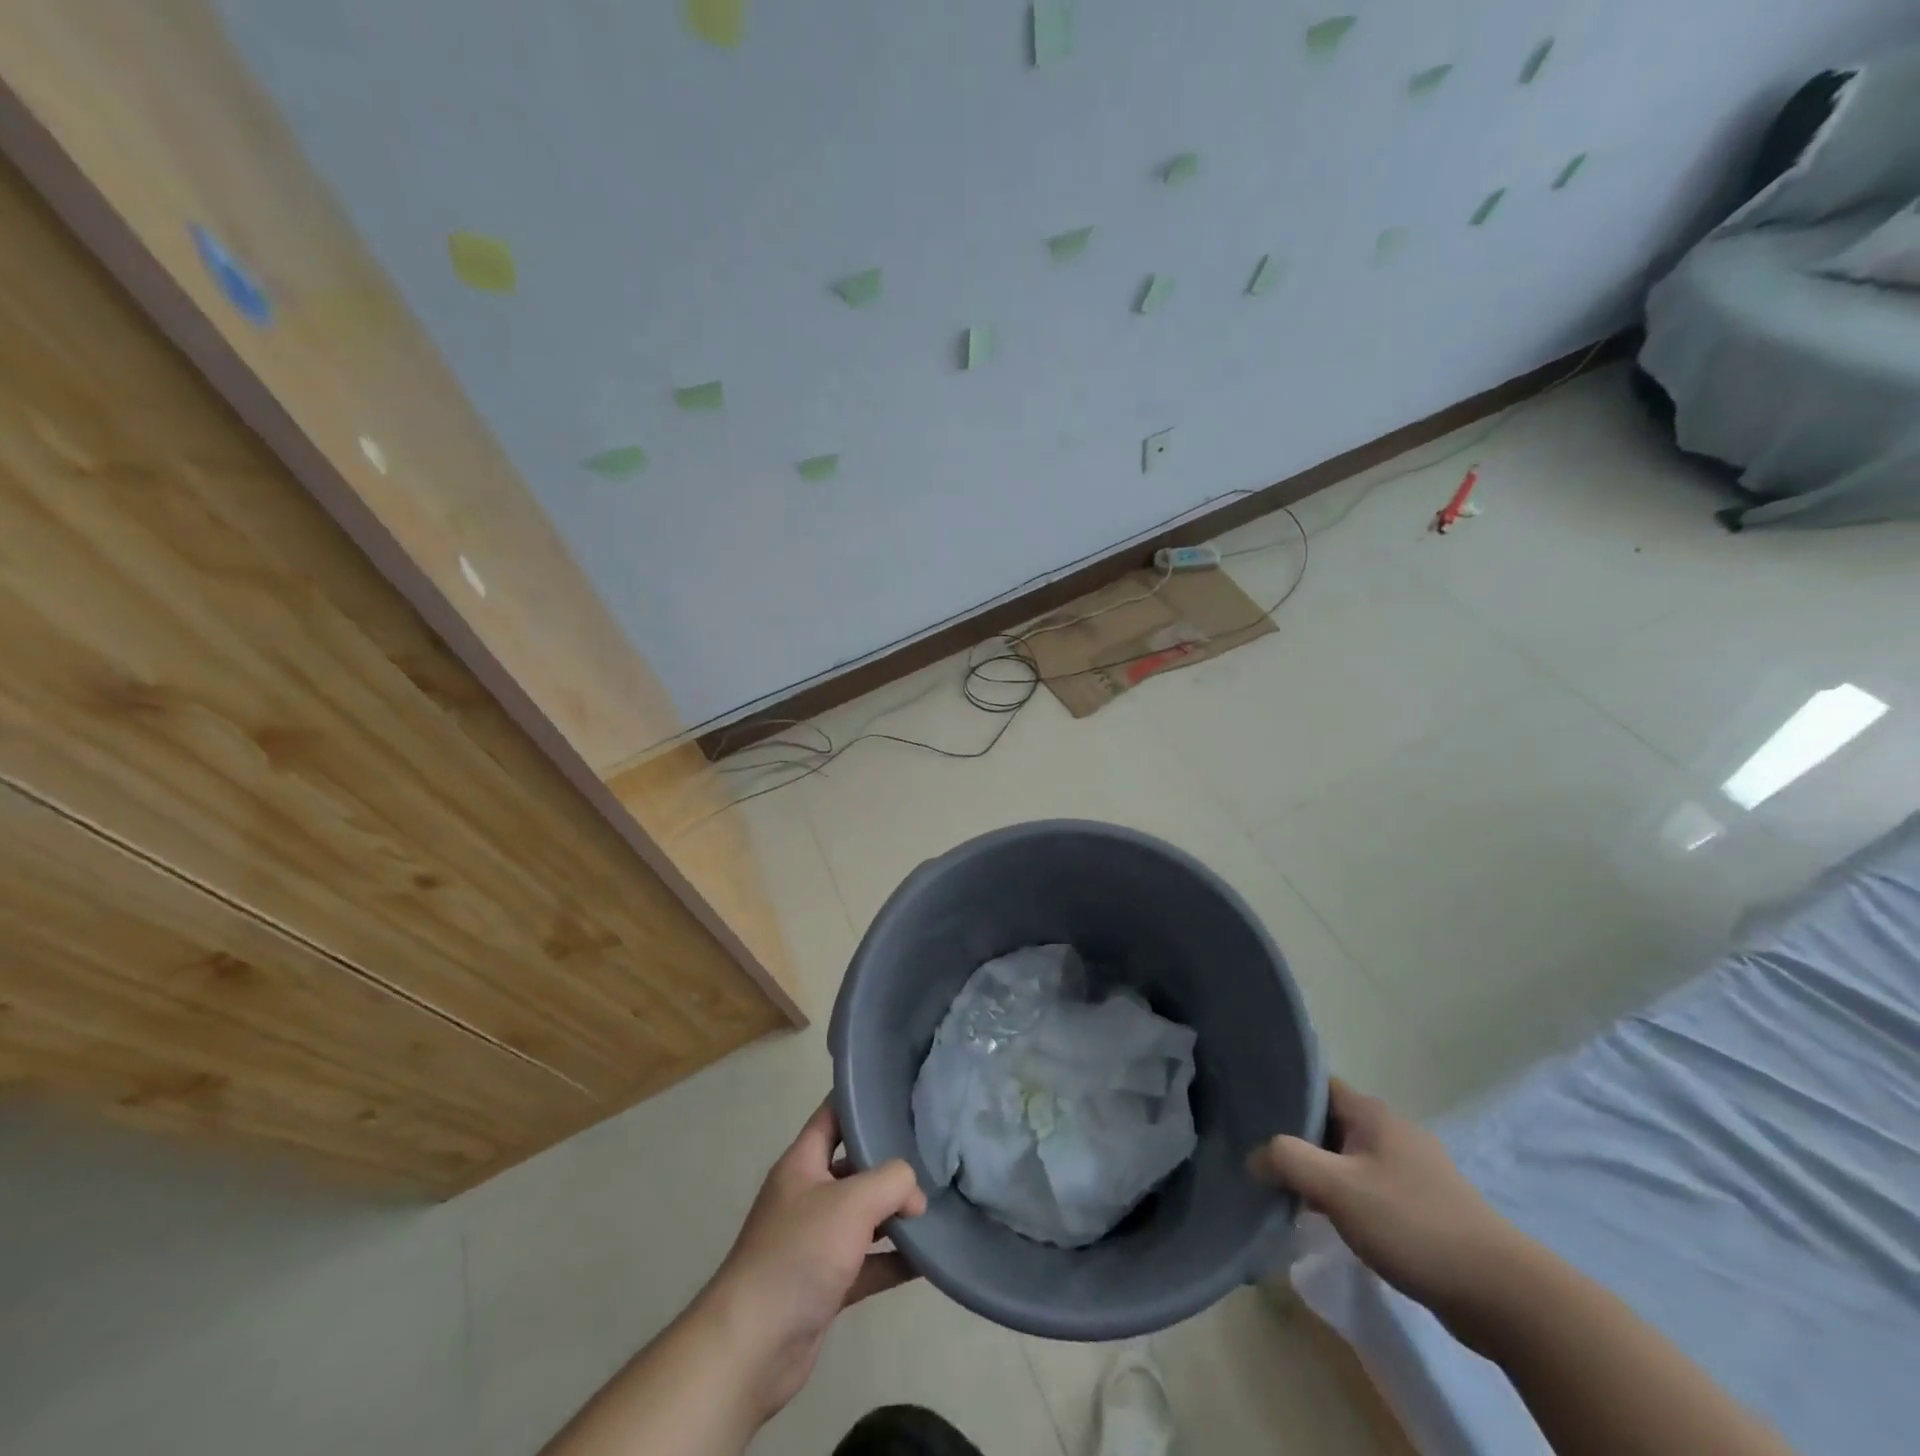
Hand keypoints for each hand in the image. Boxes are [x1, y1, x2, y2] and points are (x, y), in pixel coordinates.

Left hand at [702, 1100, 926, 1420]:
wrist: (753, 1345)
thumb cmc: (799, 1253)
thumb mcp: (852, 1201)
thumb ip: (892, 1182)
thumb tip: (915, 1195)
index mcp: (802, 1163)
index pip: (832, 1116)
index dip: (860, 1101)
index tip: (897, 1093)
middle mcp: (807, 1195)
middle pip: (853, 1167)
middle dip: (888, 1162)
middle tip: (931, 1152)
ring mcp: (815, 1241)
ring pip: (862, 1216)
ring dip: (895, 1214)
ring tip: (936, 1204)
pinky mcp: (825, 1283)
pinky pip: (866, 1263)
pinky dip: (893, 1260)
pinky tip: (927, 1259)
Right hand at [1247, 1078, 1519, 1320]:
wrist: (1501, 1294)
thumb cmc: (1413, 1225)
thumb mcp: (1338, 1188)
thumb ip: (1288, 1161)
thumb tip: (1254, 1156)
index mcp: (1372, 1113)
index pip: (1315, 1085)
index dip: (1282, 1091)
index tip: (1249, 1108)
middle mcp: (1391, 1131)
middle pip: (1328, 1122)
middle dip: (1294, 1136)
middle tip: (1256, 1153)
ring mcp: (1409, 1169)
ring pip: (1346, 1157)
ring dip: (1317, 1170)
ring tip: (1281, 1187)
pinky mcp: (1421, 1205)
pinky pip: (1366, 1186)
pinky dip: (1341, 1195)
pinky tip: (1323, 1218)